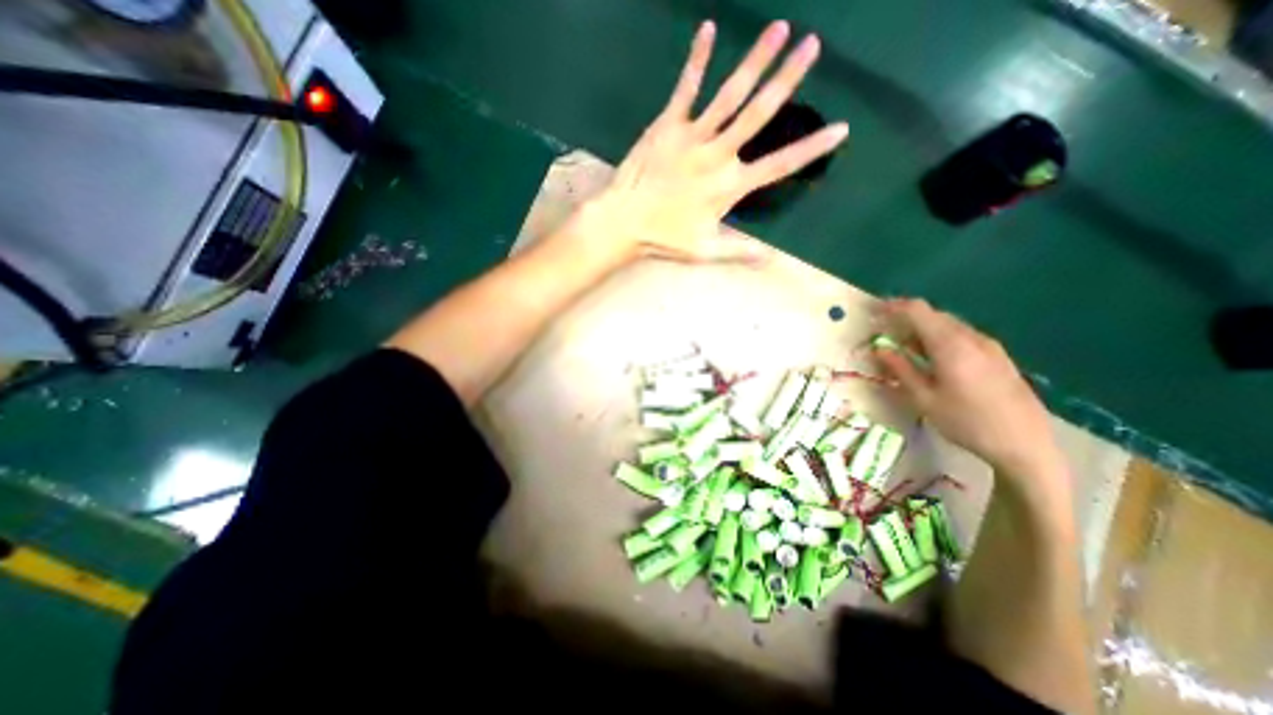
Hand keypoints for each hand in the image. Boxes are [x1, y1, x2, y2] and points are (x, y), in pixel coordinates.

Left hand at [578, 23, 841, 263]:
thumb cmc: (663, 238)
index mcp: (729, 186)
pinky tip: (707, 29)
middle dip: (788, 80)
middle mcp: (717, 155)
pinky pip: (685, 88)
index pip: (779, 166)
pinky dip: (697, 59)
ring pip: (729, 94)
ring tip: (779, 28)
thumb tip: (771, 259)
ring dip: (755, 60)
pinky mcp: (668, 125)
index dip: (811, 149)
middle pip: (759, 114)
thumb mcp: (704, 251)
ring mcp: (692, 137)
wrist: (624, 221)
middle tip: (814, 46)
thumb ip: (739, 251)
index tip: (840, 129)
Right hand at [876, 299, 1065, 482]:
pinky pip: (962, 336)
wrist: (1026, 445)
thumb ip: (900, 369)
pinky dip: (939, 339)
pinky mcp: (998, 357)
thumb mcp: (924, 398)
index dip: (892, 307)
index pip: (917, 310)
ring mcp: (989, 346)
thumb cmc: (966, 422)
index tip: (873, 313)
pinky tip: (932, 359)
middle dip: (905, 319)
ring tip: (904, 348)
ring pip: (948, 325)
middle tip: (884, 335)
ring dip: (922, 330)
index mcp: (951, 345)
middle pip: (933, 315)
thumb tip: (879, 348)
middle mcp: (971, 338)